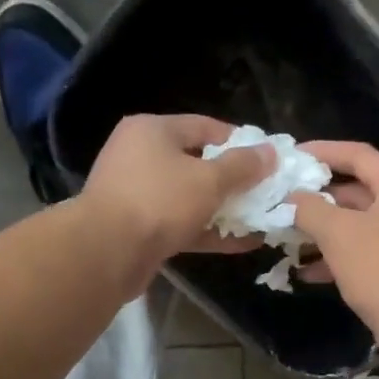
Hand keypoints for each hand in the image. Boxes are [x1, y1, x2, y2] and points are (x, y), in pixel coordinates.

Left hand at [78, 114, 273, 264]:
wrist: (108, 252)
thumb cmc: (159, 201)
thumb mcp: (209, 180)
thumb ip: (242, 167)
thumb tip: (270, 152)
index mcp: (153, 130)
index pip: (204, 126)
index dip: (239, 142)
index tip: (266, 159)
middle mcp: (142, 157)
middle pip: (197, 163)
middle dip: (233, 180)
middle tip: (265, 191)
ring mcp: (139, 195)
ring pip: (190, 198)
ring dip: (224, 210)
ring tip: (260, 219)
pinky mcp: (141, 230)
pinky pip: (183, 225)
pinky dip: (209, 232)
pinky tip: (242, 243)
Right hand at [289, 141, 378, 332]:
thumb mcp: (338, 234)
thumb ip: (310, 209)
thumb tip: (293, 198)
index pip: (359, 154)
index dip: (323, 151)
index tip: (293, 156)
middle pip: (360, 190)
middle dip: (321, 198)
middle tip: (288, 201)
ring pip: (361, 224)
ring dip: (326, 231)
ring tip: (291, 238)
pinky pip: (368, 250)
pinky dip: (341, 256)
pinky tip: (309, 272)